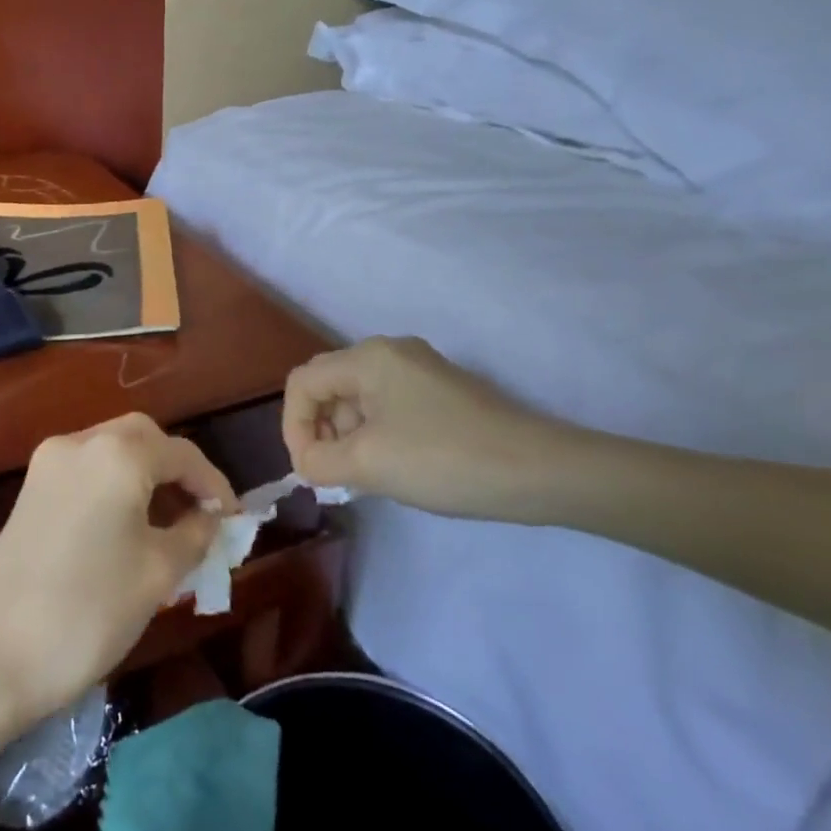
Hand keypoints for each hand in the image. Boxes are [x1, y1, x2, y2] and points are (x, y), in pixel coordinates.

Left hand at [0, 413, 236, 723]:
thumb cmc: (89, 611)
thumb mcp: (159, 573)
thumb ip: (194, 534)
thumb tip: (208, 518)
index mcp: (117, 454)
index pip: (182, 454)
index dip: (214, 485)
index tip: (234, 519)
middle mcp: (80, 443)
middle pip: (143, 438)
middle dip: (178, 470)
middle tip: (201, 511)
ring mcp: (47, 465)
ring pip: (112, 451)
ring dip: (146, 475)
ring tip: (171, 521)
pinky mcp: (29, 490)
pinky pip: (87, 471)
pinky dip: (115, 484)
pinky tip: (129, 523)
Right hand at [282, 336, 588, 521]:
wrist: (538, 471)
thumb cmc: (443, 459)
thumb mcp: (367, 463)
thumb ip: (318, 461)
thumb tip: (308, 463)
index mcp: (369, 357)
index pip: (303, 383)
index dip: (293, 426)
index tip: (309, 470)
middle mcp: (391, 353)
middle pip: (329, 387)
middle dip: (320, 431)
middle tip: (333, 474)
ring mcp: (420, 372)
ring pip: (357, 400)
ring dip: (346, 437)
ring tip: (362, 476)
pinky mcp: (440, 394)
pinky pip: (387, 408)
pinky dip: (374, 436)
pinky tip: (390, 468)